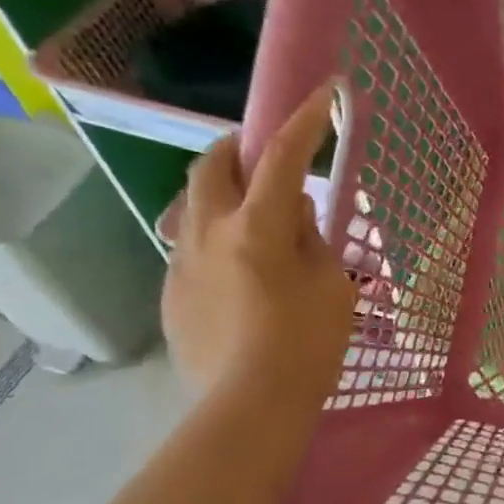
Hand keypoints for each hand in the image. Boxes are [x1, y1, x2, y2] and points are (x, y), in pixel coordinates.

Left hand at [160, 80, 355, 415]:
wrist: (249, 407)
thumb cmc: (306, 346)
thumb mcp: (331, 289)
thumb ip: (312, 242)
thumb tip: (294, 213)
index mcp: (257, 227)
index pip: (282, 158)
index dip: (303, 123)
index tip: (321, 96)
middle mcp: (209, 232)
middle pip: (211, 166)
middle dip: (236, 148)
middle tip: (261, 155)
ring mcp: (182, 263)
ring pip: (193, 206)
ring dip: (222, 196)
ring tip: (250, 219)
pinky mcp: (172, 294)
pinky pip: (191, 249)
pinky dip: (216, 242)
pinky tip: (238, 275)